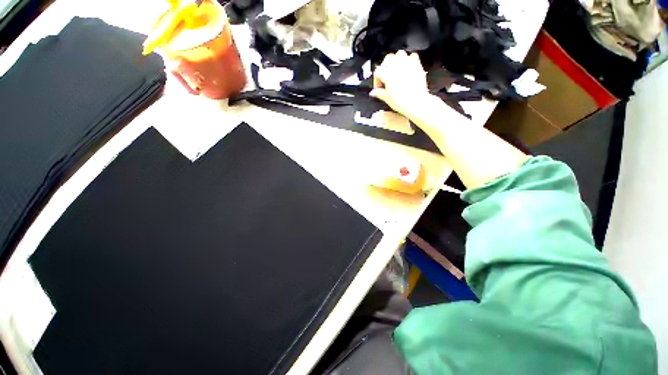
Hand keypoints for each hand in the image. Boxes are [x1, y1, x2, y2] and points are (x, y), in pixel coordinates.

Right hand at [370, 51, 430, 118]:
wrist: (416, 102)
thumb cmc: (402, 101)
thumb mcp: (387, 98)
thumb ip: (379, 93)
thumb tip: (373, 92)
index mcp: (387, 74)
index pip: (377, 72)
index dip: (376, 80)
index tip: (378, 87)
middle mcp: (396, 66)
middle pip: (387, 59)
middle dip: (385, 66)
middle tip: (386, 76)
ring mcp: (407, 64)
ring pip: (399, 54)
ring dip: (396, 60)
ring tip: (396, 69)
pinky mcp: (416, 65)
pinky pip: (412, 56)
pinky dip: (409, 60)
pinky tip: (407, 68)